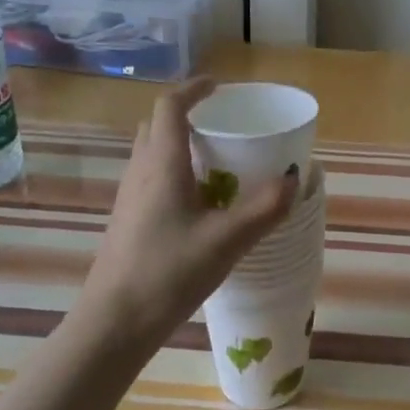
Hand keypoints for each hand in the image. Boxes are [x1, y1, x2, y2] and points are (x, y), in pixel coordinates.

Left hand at [74, 78, 297, 355]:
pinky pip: (151, 179)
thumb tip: (295, 178)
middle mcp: (140, 172)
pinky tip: (199, 204)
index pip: (170, 107)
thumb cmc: (168, 272)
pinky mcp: (127, 220)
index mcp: (162, 164)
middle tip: (220, 126)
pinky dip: (174, 173)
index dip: (193, 89)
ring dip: (179, 146)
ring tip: (216, 163)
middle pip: (157, 127)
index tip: (218, 86)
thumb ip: (264, 208)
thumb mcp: (226, 241)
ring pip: (152, 154)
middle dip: (186, 116)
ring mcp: (129, 197)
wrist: (114, 322)